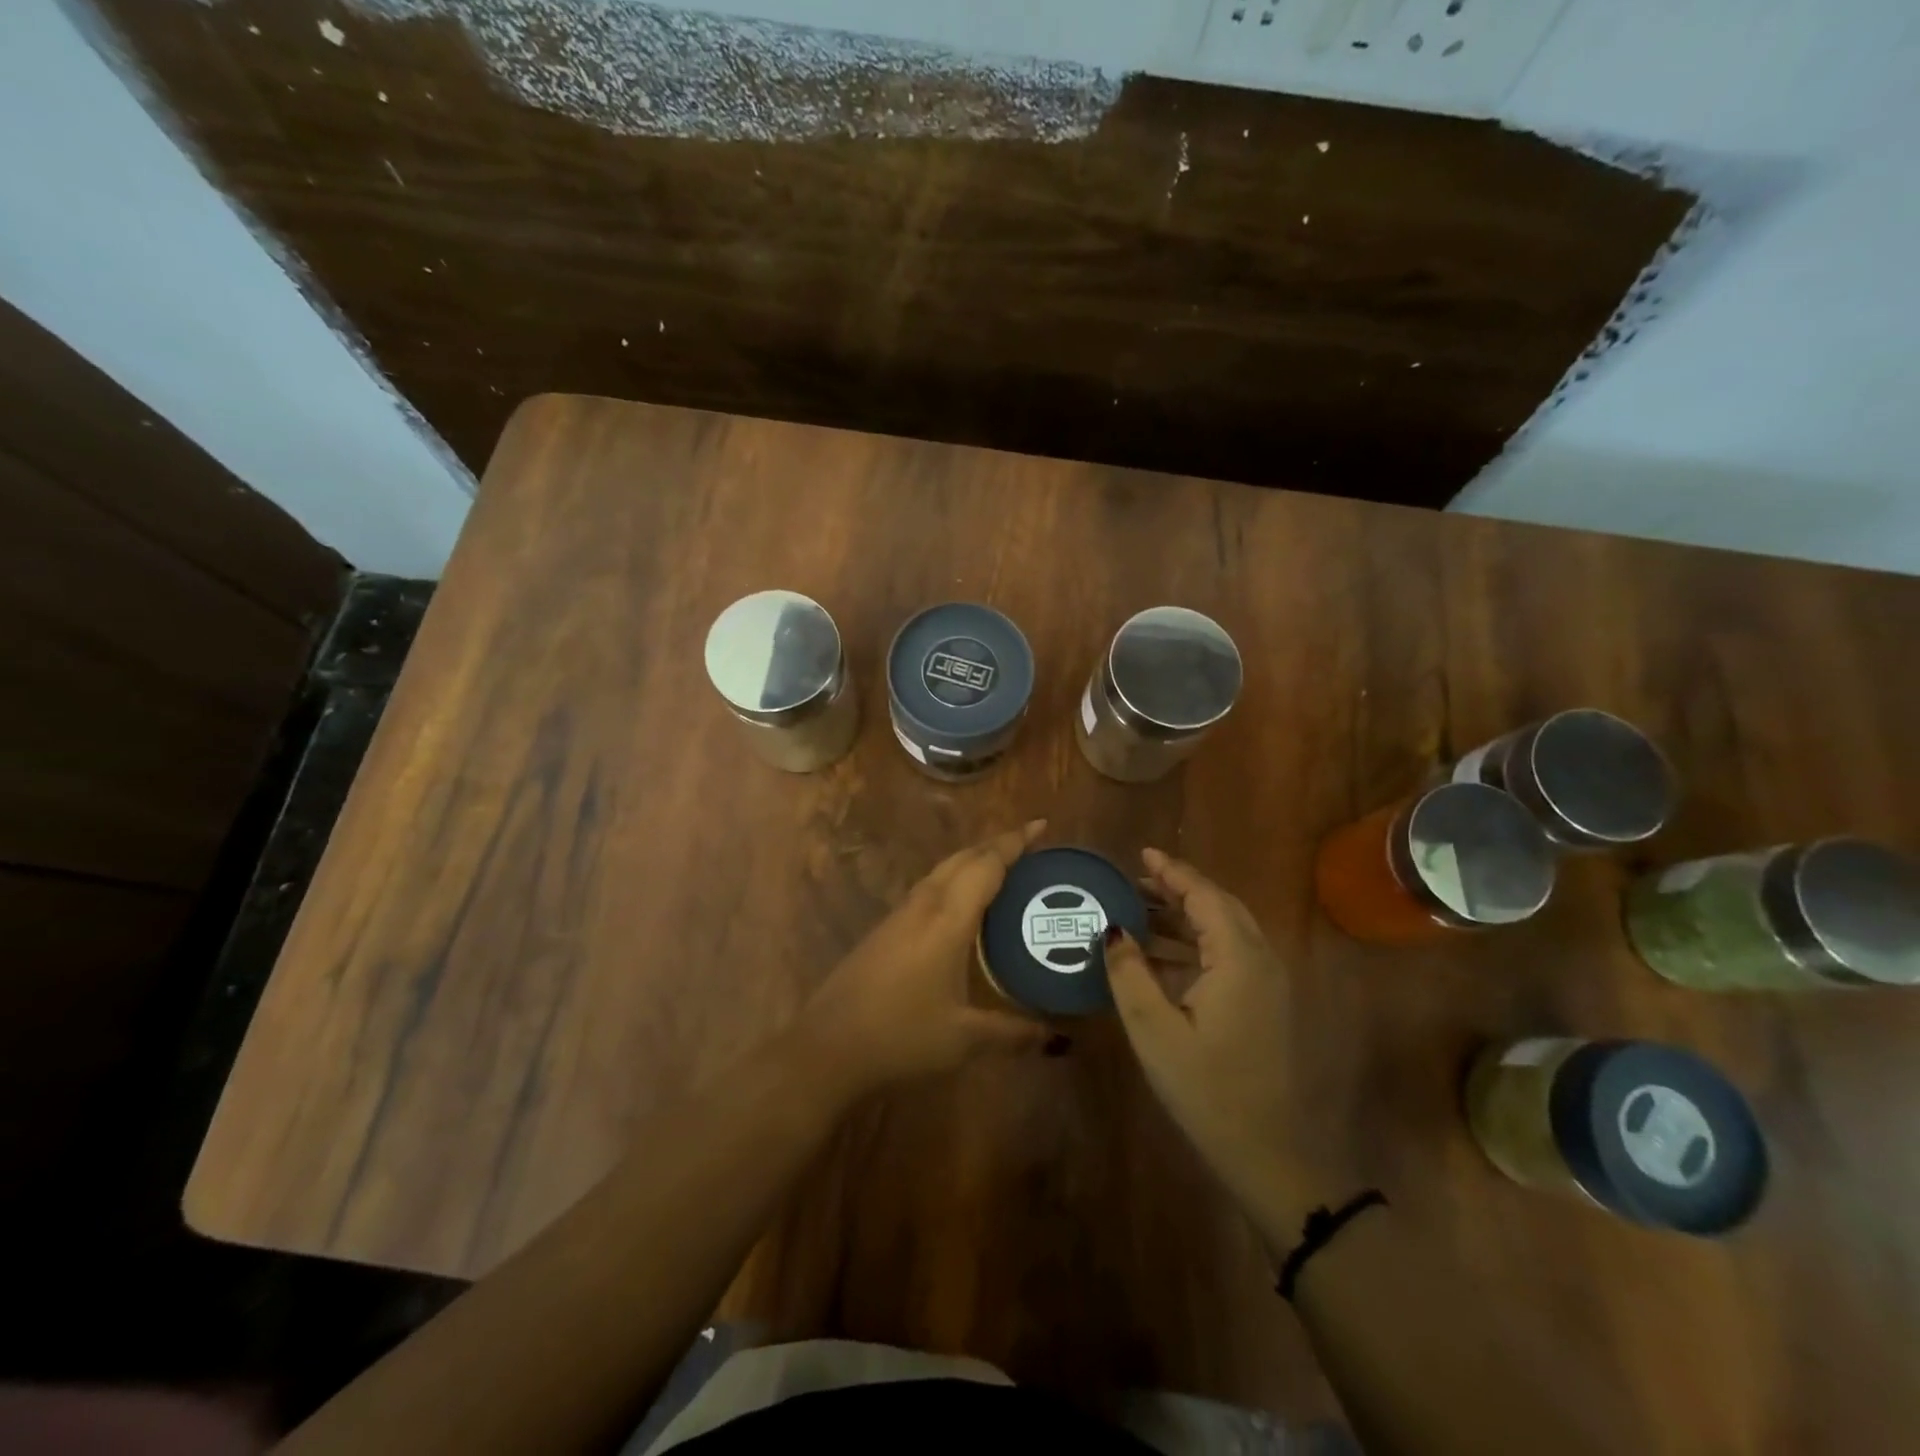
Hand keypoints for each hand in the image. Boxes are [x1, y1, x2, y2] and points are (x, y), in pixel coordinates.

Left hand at [794, 821, 1053, 1099]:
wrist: (826, 1047)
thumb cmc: (901, 1036)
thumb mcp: (964, 1039)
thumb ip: (1012, 1033)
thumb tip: (1055, 1036)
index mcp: (947, 919)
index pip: (986, 865)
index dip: (1014, 843)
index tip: (1040, 825)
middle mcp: (923, 906)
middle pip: (962, 859)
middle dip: (995, 845)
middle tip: (1028, 846)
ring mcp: (899, 915)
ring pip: (941, 871)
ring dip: (971, 861)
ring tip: (1001, 869)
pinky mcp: (884, 930)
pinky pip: (928, 889)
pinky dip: (953, 881)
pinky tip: (961, 907)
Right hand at [1108, 848, 1332, 1242]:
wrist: (1271, 1156)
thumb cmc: (1208, 1089)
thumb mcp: (1155, 1030)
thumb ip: (1129, 973)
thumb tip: (1112, 930)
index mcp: (1239, 958)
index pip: (1204, 896)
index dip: (1172, 872)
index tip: (1141, 854)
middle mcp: (1261, 960)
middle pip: (1219, 906)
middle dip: (1178, 889)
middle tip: (1135, 880)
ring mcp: (1268, 983)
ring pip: (1225, 930)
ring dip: (1186, 916)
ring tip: (1140, 910)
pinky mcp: (1265, 1005)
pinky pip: (1229, 955)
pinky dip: (1196, 944)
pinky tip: (1161, 956)